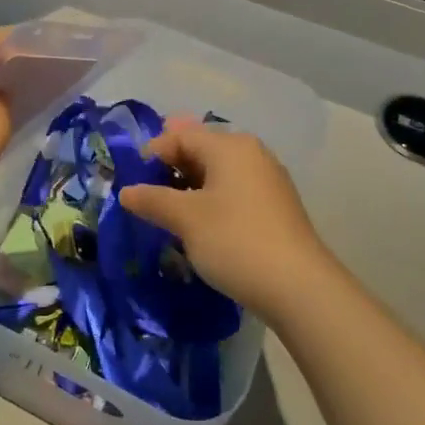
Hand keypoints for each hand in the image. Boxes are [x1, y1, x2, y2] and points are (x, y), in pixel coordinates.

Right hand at [117, 118, 337, 323]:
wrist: (299, 288)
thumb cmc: (235, 241)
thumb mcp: (185, 219)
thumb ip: (152, 200)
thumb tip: (125, 192)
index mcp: (230, 146)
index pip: (181, 135)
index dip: (152, 153)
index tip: (131, 180)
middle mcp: (251, 154)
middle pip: (201, 149)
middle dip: (170, 168)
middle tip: (146, 194)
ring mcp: (267, 180)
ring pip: (218, 172)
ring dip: (189, 186)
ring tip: (168, 211)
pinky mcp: (275, 207)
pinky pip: (233, 190)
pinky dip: (211, 200)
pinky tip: (199, 225)